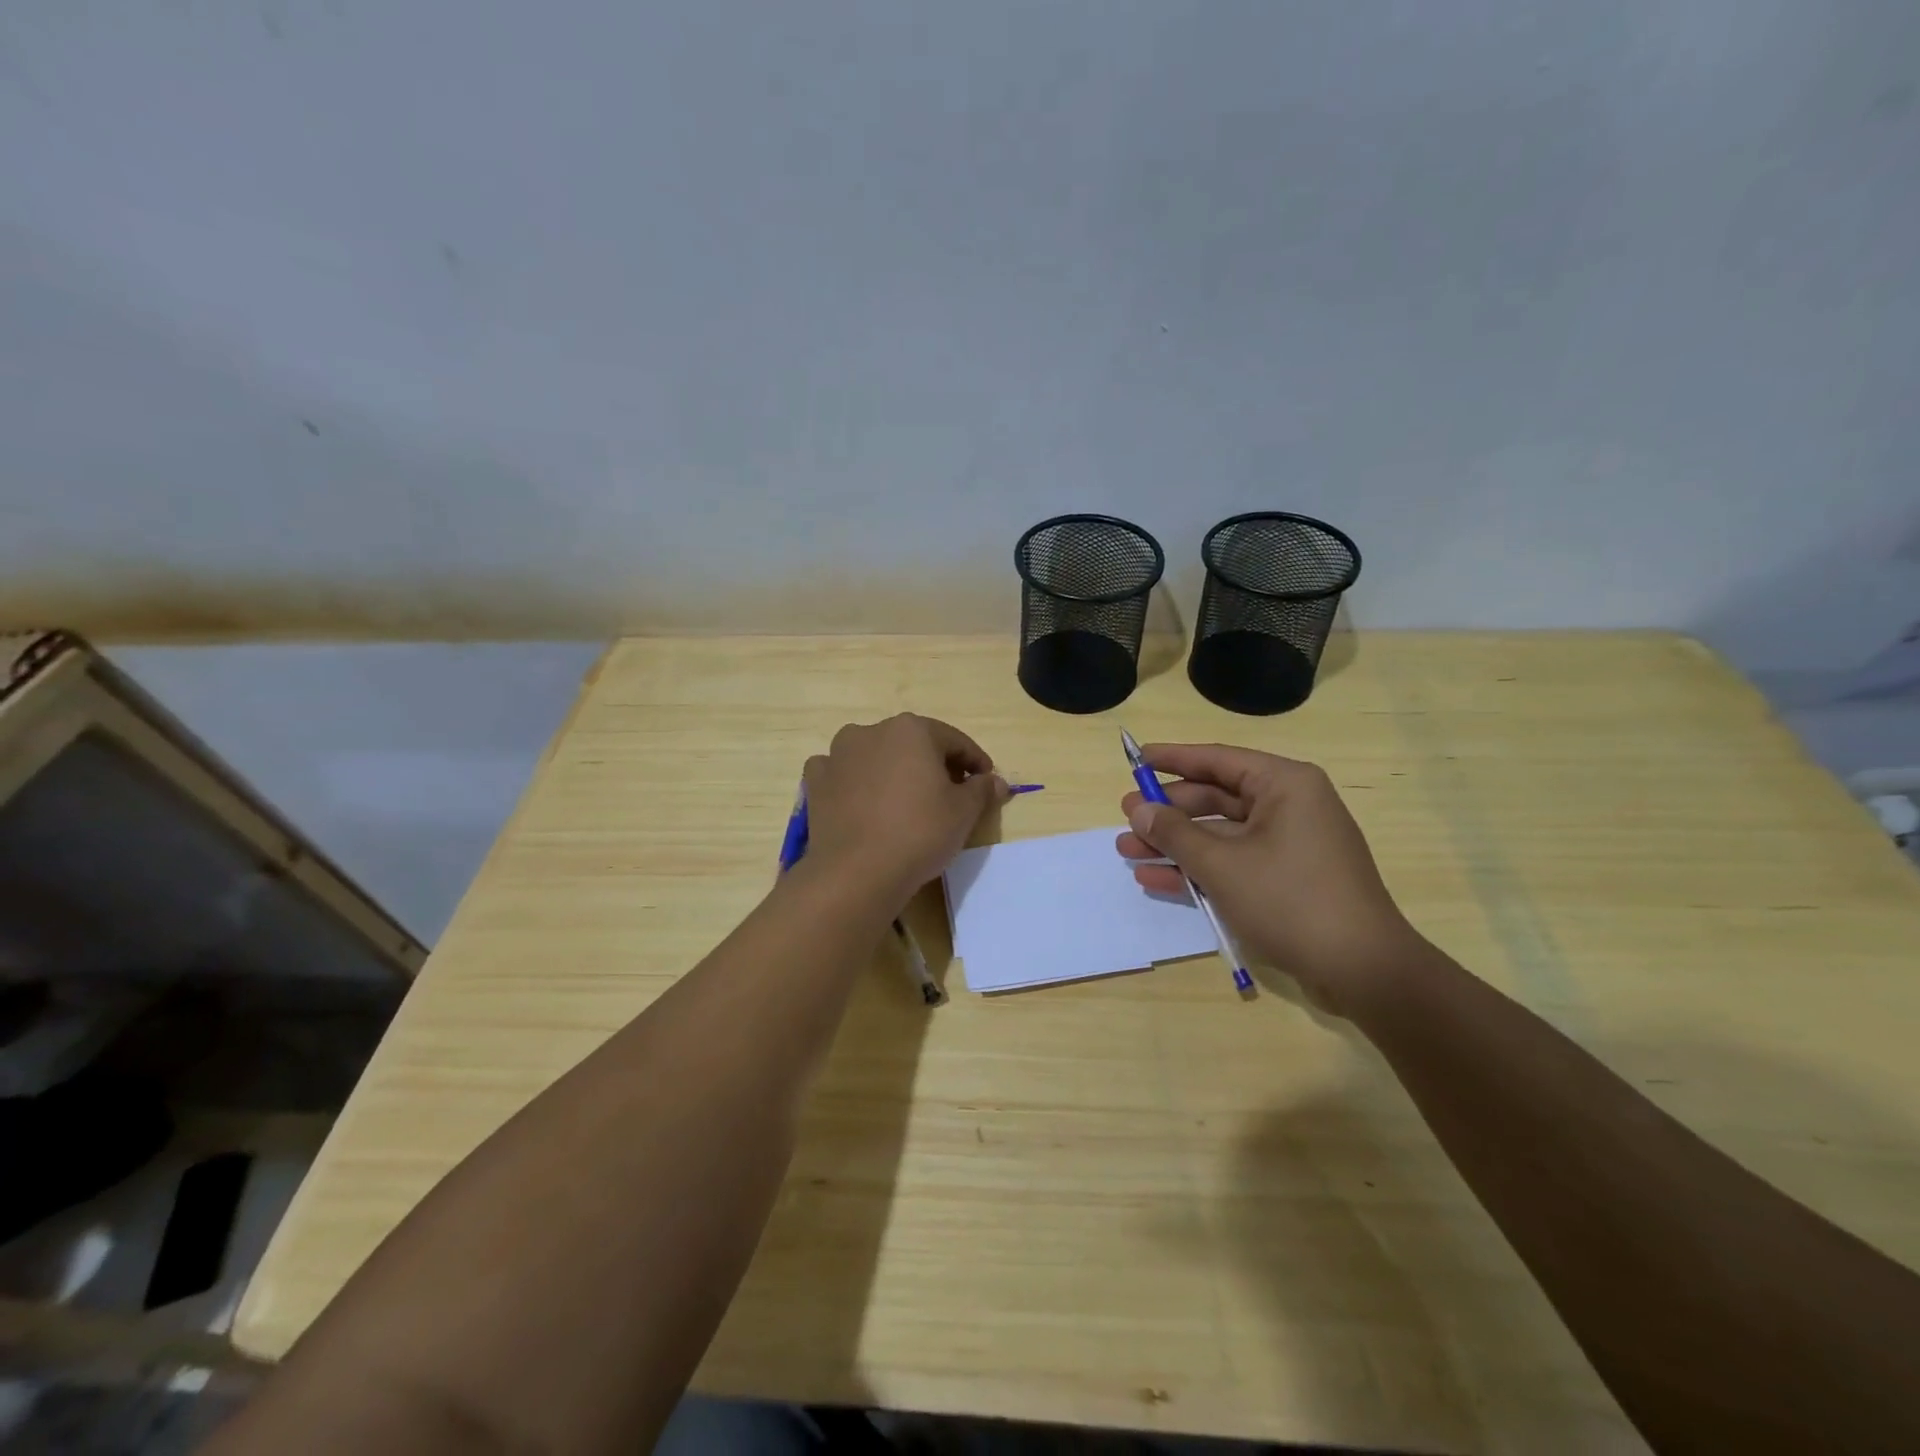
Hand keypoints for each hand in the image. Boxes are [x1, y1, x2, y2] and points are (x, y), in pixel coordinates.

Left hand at [803, 714, 1008, 904]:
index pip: (954, 741)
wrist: (856, 873)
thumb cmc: (919, 833)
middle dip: (934, 765)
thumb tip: (995, 781)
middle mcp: (872, 731)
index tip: (986, 783)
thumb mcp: (964, 813)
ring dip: (893, 770)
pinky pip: (843, 774)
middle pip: (914, 745)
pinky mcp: (816, 781)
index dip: (975, 762)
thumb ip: (982, 790)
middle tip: (950, 794)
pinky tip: (864, 802)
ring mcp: (838, 754)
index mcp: (911, 729)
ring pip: (876, 755)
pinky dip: (856, 782)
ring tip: (906, 800)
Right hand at [1116, 743, 1425, 1014]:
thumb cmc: (1290, 900)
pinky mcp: (1287, 880)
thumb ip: (1175, 833)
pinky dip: (1199, 870)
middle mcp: (1289, 807)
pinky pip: (1235, 863)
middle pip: (1216, 798)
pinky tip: (1157, 880)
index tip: (1136, 759)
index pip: (1217, 760)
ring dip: (1175, 845)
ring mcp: (1290, 846)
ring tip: (1128, 852)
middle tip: (1125, 816)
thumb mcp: (1222, 864)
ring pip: (1220, 835)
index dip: (1172, 759)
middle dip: (1168, 811)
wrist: (1363, 970)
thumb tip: (1139, 809)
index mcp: (1284, 785)